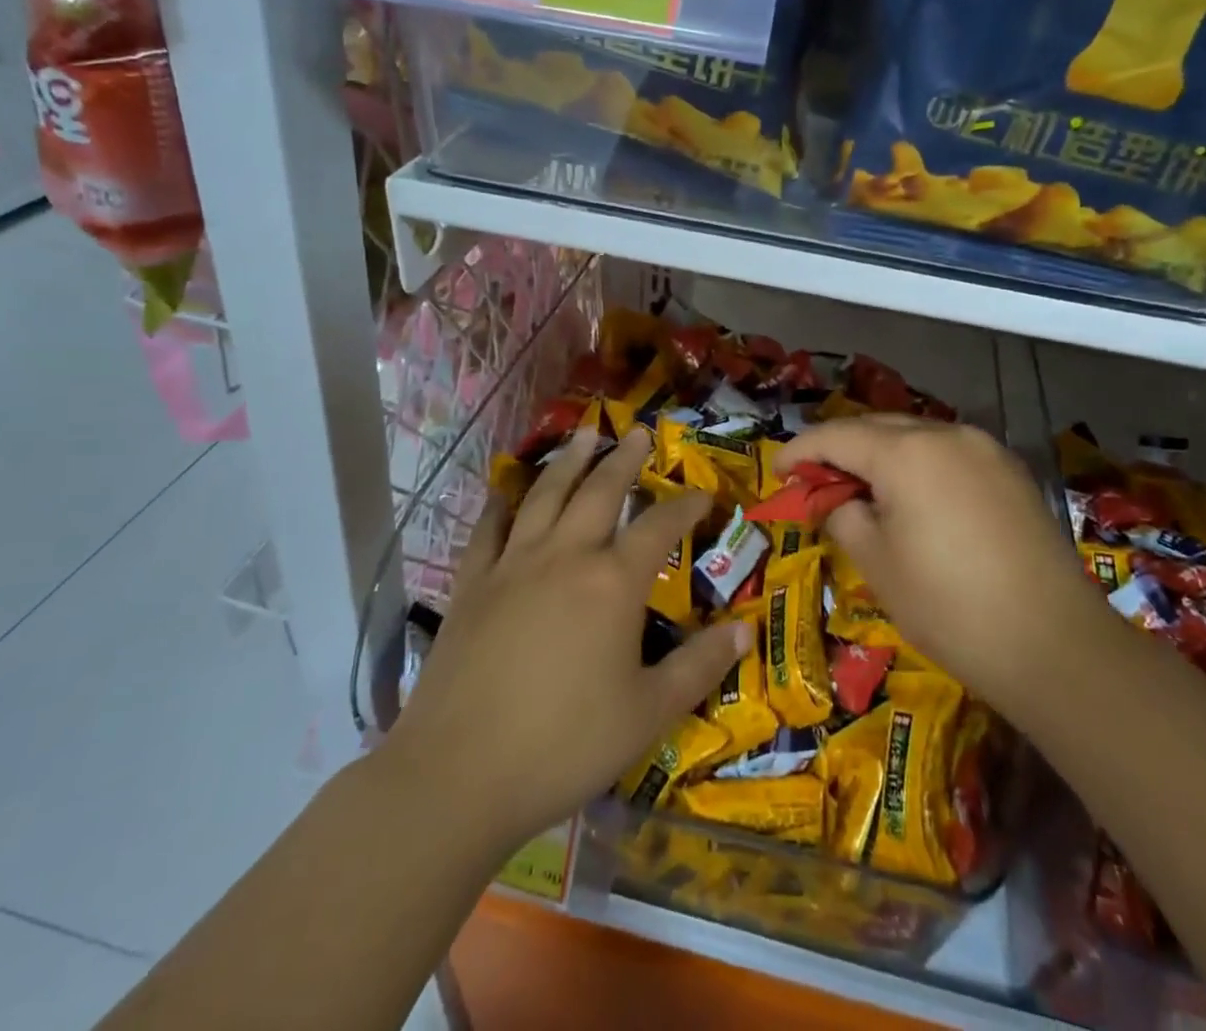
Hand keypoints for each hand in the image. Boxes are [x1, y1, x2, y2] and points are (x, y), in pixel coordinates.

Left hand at [385, 429, 751, 857]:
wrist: (458, 773)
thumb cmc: (565, 744)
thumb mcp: (648, 713)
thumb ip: (699, 667)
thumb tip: (747, 631)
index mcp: (613, 583)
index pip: (659, 526)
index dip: (685, 505)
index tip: (703, 494)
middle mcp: (565, 556)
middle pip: (600, 491)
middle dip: (623, 459)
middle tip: (636, 431)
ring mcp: (513, 564)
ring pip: (545, 494)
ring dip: (569, 461)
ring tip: (584, 435)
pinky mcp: (472, 584)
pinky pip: (488, 529)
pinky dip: (501, 504)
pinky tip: (506, 491)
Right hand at [776, 416, 1088, 716]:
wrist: (1055, 645)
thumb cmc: (949, 606)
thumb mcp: (877, 564)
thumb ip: (844, 516)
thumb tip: (838, 501)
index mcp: (906, 452)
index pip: (836, 436)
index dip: (800, 451)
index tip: (778, 472)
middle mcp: (946, 434)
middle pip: (876, 428)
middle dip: (840, 449)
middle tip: (815, 482)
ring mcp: (985, 449)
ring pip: (915, 437)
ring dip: (881, 455)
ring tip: (862, 490)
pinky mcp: (1011, 472)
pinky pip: (949, 454)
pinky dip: (919, 466)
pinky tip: (914, 498)